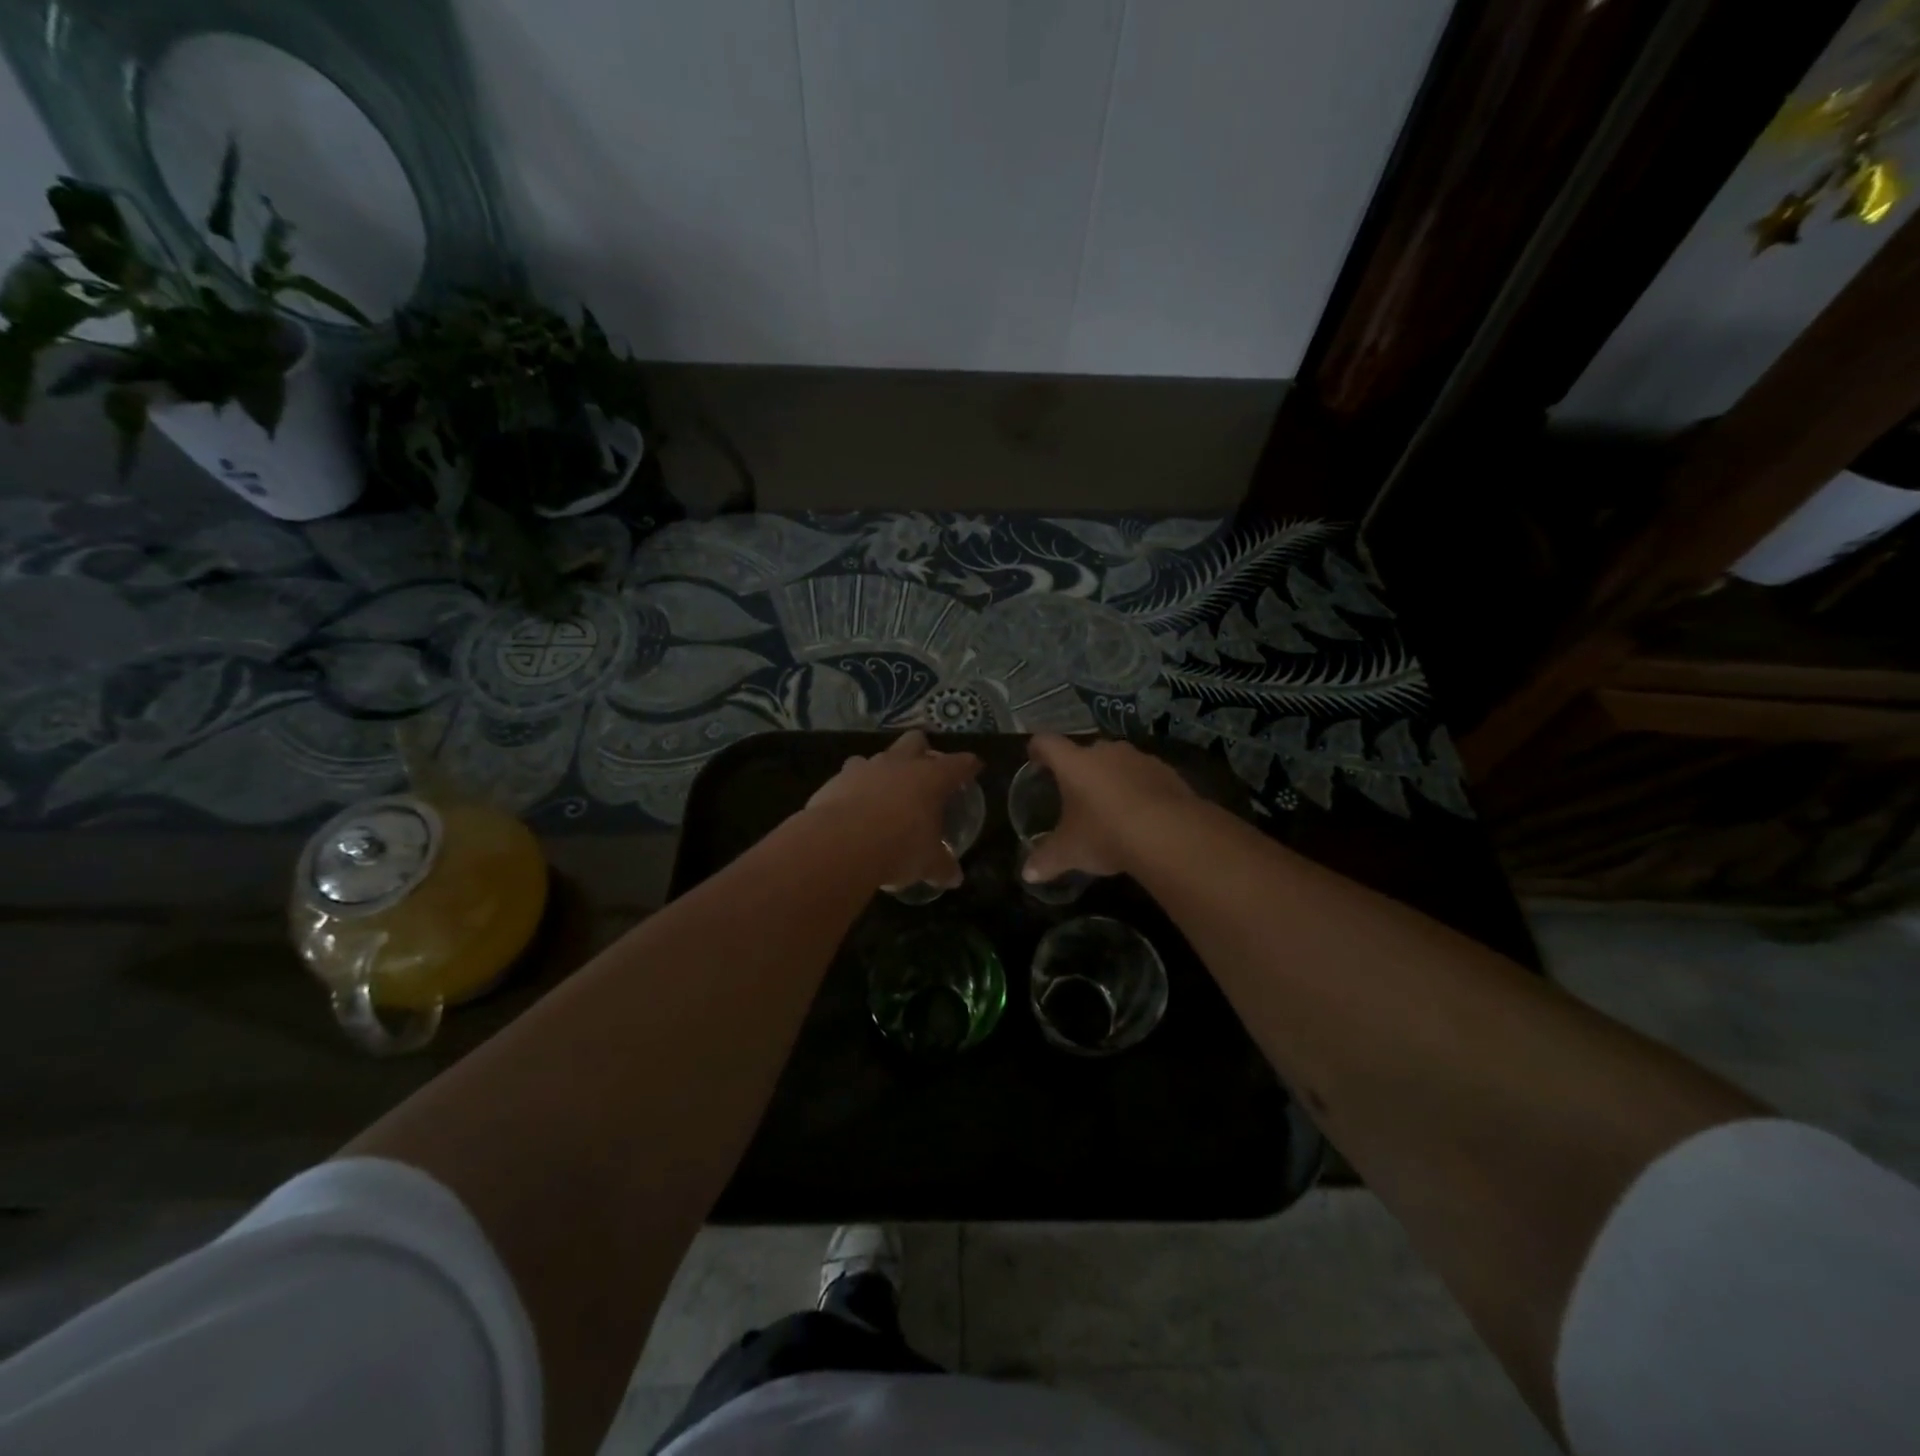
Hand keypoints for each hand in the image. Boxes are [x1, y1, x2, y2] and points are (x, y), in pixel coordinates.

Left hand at [807, 730, 981, 889]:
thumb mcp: (928, 863)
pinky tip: (854, 806)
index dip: (968, 765)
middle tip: (924, 771)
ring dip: (884, 769)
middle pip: (916, 741)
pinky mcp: (837, 779)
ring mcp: (866, 767)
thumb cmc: (899, 847)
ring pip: (879, 755)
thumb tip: (954, 878)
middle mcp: (900, 764)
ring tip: (885, 792)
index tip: (973, 767)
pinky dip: (855, 787)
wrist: (841, 843)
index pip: (959, 764)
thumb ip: (942, 866)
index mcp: (931, 778)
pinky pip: (850, 776)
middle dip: (922, 751)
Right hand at [1021, 735, 1196, 882]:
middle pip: (1086, 752)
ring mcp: (1139, 758)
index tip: (1035, 758)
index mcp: (1074, 763)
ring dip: (1112, 779)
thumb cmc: (1105, 834)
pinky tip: (1142, 815)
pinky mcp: (1167, 772)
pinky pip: (1145, 776)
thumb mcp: (1069, 852)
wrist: (1170, 834)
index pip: (1047, 744)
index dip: (1038, 749)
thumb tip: (1028, 874)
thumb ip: (1045, 860)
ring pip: (1118, 763)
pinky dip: (1140, 790)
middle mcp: (1105, 752)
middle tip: (1076, 793)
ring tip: (1111, 806)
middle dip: (1080, 770)